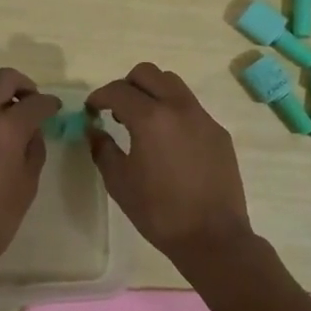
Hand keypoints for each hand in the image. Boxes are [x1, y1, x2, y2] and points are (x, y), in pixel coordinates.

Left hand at [0, 68, 59, 281]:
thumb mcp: (27, 184)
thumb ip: (34, 149)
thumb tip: (32, 132)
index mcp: (6, 127)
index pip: (36, 102)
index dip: (50, 104)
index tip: (55, 110)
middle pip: (3, 79)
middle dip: (23, 86)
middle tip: (32, 106)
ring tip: (10, 136)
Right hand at [86, 63, 252, 268]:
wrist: (213, 237)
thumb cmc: (159, 211)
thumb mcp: (119, 182)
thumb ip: (103, 149)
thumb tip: (95, 130)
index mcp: (150, 118)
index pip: (118, 90)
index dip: (99, 97)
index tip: (91, 110)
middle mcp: (178, 108)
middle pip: (148, 73)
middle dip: (126, 85)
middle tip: (116, 110)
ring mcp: (203, 117)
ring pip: (173, 85)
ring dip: (152, 93)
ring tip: (143, 121)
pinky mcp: (219, 132)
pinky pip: (191, 107)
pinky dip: (173, 112)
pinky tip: (169, 142)